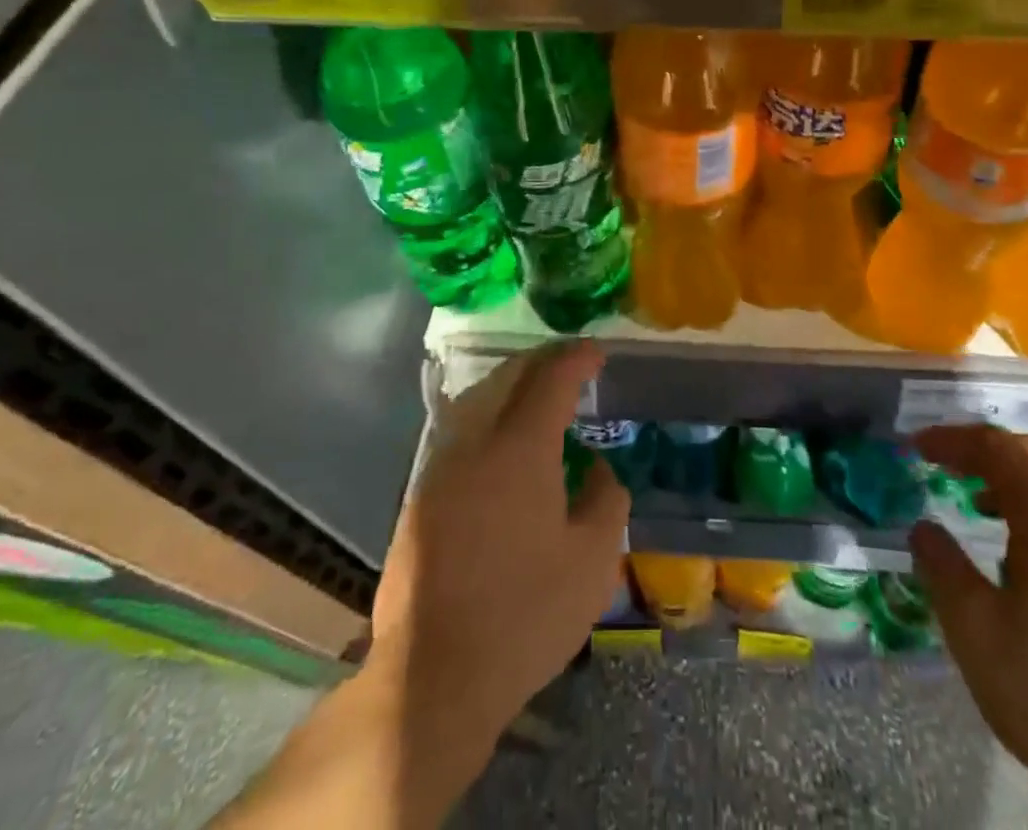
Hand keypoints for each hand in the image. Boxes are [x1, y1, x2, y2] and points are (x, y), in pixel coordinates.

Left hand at [372, 340, 629, 746]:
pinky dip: (489, 415)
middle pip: (509, 376)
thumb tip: (597, 468)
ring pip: (478, 399)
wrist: (433, 675)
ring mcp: (440, 467)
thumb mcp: (593, 561)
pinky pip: (460, 431)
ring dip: (512, 385)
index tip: (597, 353)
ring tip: (540, 395)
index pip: (551, 377)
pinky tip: (503, 441)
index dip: (577, 358)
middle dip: (543, 362)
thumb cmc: (525, 614)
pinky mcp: (420, 495)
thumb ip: (607, 499)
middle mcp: (475, 441)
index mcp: (520, 447)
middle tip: (572, 365)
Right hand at [910, 426, 1027, 829]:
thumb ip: (944, 571)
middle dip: (985, 454)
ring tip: (977, 511)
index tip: (915, 447)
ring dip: (1015, 486)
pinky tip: (1027, 561)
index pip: (1001, 450)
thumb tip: (924, 529)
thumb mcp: (980, 639)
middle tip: (943, 467)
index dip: (953, 440)